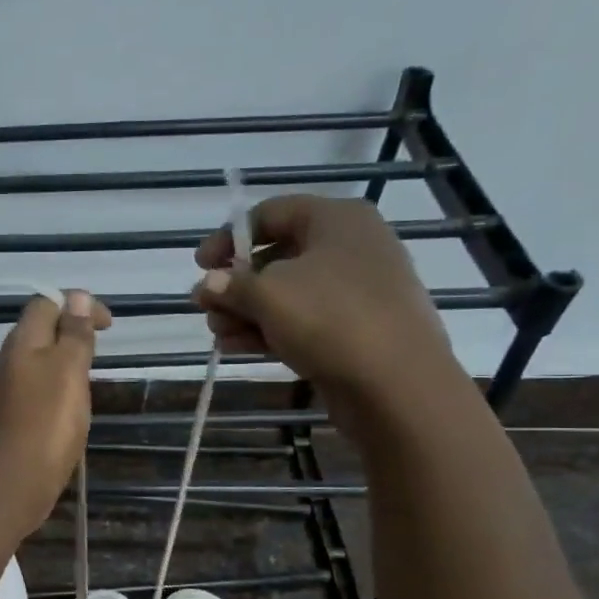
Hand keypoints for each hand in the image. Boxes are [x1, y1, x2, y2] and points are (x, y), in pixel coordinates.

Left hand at [0, 291, 111, 531]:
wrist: (14, 481)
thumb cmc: (48, 421)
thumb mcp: (69, 370)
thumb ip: (74, 333)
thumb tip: (76, 296)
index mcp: (21, 342)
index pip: (45, 303)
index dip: (77, 303)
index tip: (107, 325)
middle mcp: (7, 360)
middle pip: (38, 330)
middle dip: (69, 329)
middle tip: (98, 348)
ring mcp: (4, 389)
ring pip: (35, 359)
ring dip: (61, 358)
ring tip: (87, 376)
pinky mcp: (8, 416)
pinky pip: (32, 386)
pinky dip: (53, 384)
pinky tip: (67, 405)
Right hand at [192, 196, 458, 426]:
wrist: (398, 385)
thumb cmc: (330, 320)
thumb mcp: (267, 295)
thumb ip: (229, 285)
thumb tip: (208, 284)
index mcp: (336, 220)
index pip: (270, 213)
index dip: (228, 237)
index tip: (201, 267)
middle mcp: (350, 246)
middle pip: (276, 255)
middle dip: (235, 284)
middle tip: (207, 309)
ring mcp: (356, 289)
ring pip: (287, 292)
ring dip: (246, 311)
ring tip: (219, 335)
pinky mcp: (356, 328)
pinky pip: (303, 319)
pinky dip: (270, 329)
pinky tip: (239, 347)